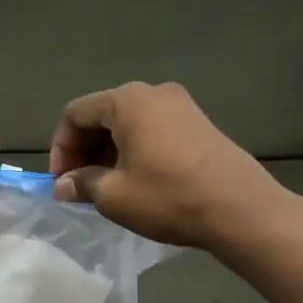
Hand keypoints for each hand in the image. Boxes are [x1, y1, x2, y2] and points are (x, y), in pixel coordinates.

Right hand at [49, 82, 283, 250]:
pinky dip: (135, 150)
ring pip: (128, 123)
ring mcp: (181, 106)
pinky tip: (137, 181)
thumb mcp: (115, 195)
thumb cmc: (169, 197)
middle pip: (102, 115)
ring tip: (107, 188)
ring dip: (109, 152)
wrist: (242, 210)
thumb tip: (63, 186)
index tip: (62, 183)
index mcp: (127, 101)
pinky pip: (153, 130)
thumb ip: (82, 184)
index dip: (60, 148)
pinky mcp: (199, 123)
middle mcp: (154, 92)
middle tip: (80, 187)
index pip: (75, 114)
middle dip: (84, 150)